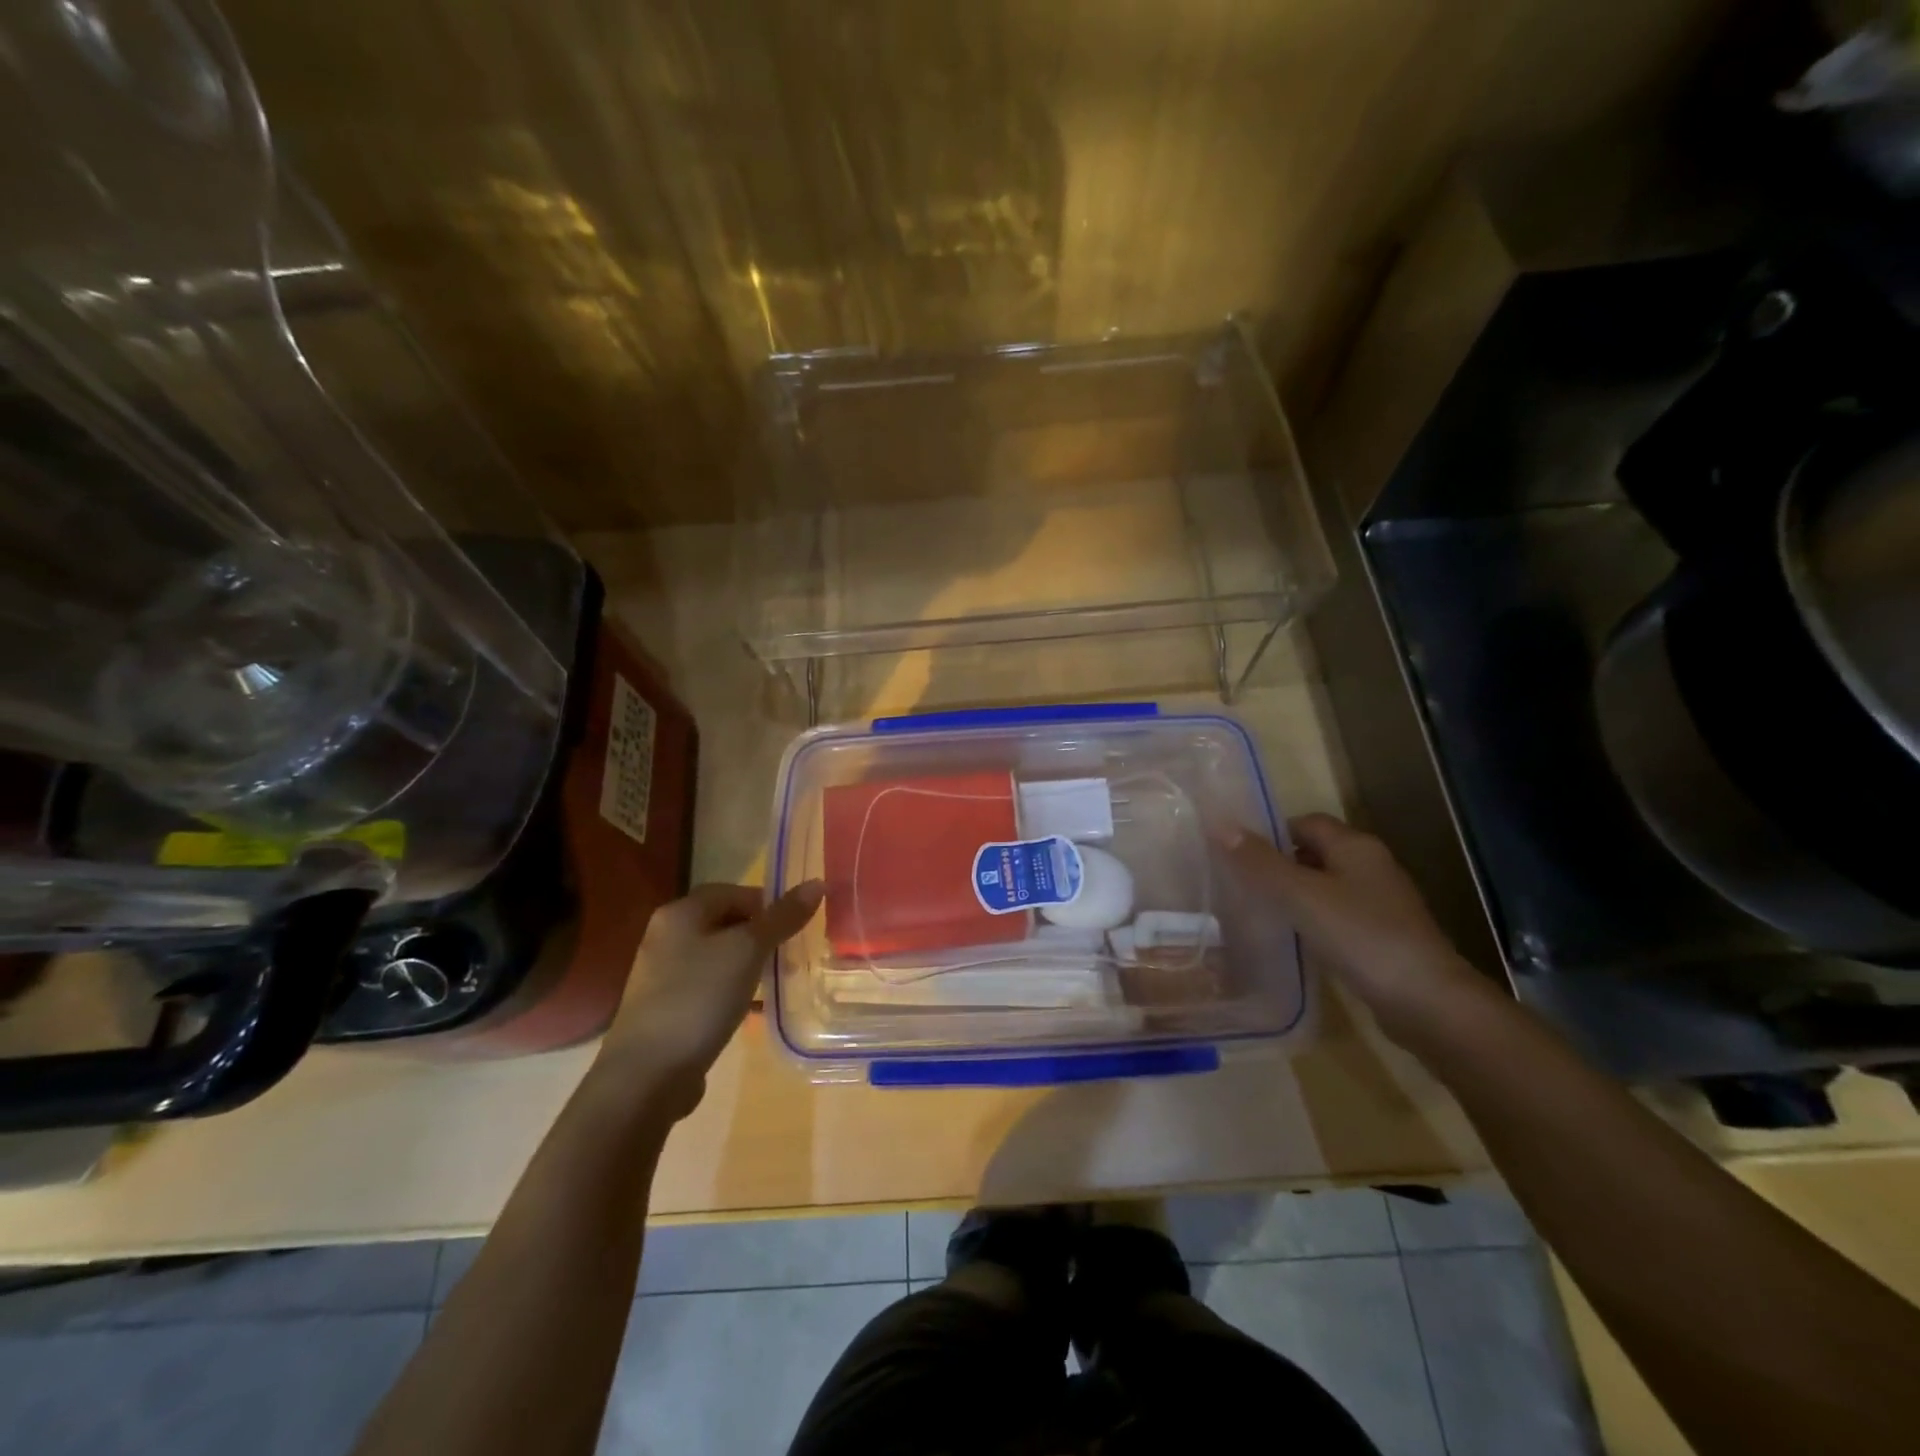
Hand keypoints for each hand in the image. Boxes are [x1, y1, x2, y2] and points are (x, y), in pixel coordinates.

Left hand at [599, 880, 823, 1116]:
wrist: (646, 1076)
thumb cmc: (699, 998)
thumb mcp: (747, 951)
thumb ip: (782, 917)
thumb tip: (817, 883)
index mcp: (680, 913)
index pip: (733, 892)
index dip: (767, 903)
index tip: (796, 926)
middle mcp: (667, 936)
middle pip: (726, 922)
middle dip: (762, 936)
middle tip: (792, 954)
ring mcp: (663, 975)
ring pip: (719, 957)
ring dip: (750, 965)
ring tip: (779, 982)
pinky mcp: (667, 1008)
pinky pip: (709, 986)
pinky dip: (733, 990)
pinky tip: (753, 1009)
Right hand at [1223, 814, 1485, 1042]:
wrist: (1427, 1003)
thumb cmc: (1361, 936)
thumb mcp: (1301, 895)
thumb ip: (1260, 862)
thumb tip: (1219, 825)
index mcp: (1355, 846)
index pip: (1305, 822)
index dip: (1270, 832)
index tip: (1235, 853)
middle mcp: (1371, 866)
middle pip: (1315, 852)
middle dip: (1277, 863)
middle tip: (1238, 881)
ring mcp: (1380, 903)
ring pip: (1325, 886)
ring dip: (1293, 893)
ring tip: (1255, 909)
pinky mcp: (1382, 936)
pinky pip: (1337, 915)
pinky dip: (1312, 920)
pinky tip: (1291, 938)